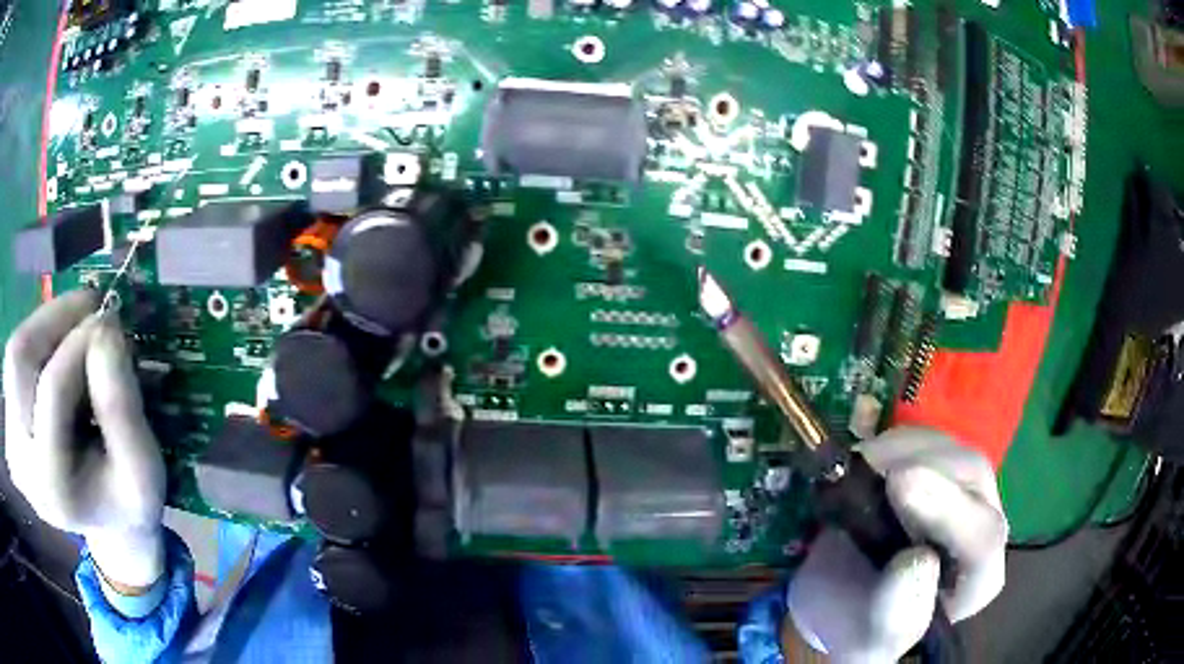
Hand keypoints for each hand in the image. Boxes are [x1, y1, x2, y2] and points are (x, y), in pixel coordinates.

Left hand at [4, 291, 165, 590]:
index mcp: (51, 485)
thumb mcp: (143, 471)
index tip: (113, 319)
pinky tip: (59, 348)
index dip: (81, 342)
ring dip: (44, 323)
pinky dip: (37, 338)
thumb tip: (105, 328)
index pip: (54, 389)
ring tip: (75, 325)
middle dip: (54, 320)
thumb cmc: (125, 503)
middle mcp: (21, 459)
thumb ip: (123, 410)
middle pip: (21, 360)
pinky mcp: (9, 421)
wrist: (101, 524)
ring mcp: (11, 439)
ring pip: (15, 351)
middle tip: (90, 306)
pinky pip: (15, 359)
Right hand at [787, 427, 1007, 662]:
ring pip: (950, 449)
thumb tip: (918, 561)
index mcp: (979, 581)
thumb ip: (893, 619)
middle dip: (923, 473)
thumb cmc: (856, 623)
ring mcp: (965, 486)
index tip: (900, 485)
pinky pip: (924, 436)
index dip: (949, 513)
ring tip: (858, 480)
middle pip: (972, 480)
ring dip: (901, 454)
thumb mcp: (865, 643)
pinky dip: (890, 444)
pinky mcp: (941, 458)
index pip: (983, 541)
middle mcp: (985, 525)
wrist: (840, 591)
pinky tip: (866, 469)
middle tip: (869, 468)